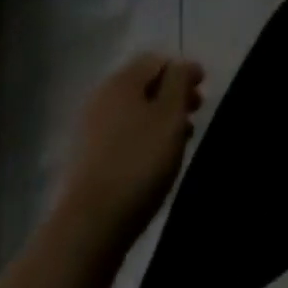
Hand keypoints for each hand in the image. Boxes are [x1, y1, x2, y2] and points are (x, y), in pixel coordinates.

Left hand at [58, 53, 204, 241]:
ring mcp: (89, 130)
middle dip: (172, 95)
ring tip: (179, 140)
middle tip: (194, 113)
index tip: (203, 88)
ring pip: (133, 112)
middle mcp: (101, 97)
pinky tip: (153, 161)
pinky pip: (121, 135)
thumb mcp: (170, 115)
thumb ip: (179, 81)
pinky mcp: (84, 161)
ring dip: (158, 118)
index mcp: (122, 80)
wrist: (88, 227)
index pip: (157, 60)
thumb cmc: (138, 162)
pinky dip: (141, 138)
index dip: (183, 69)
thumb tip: (181, 65)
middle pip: (143, 85)